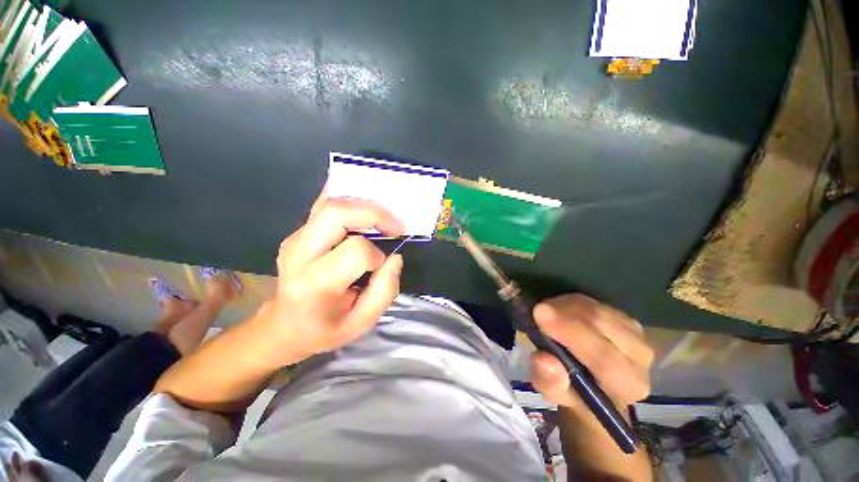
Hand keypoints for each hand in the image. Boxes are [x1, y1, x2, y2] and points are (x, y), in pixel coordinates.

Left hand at [253, 191, 405, 366]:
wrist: (283, 326)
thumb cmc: (324, 329)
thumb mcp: (362, 323)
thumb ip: (385, 290)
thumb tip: (394, 257)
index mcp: (316, 283)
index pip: (356, 251)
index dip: (377, 256)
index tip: (381, 266)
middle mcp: (300, 253)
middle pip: (337, 212)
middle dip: (375, 213)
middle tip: (396, 225)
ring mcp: (295, 238)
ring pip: (331, 202)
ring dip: (364, 204)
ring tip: (384, 219)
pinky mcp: (298, 232)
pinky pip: (324, 204)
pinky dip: (347, 197)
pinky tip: (363, 204)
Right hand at [529, 294, 652, 412]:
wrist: (595, 385)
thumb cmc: (573, 392)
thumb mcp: (553, 393)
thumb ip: (548, 382)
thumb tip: (544, 360)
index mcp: (626, 385)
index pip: (603, 356)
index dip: (570, 332)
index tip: (539, 313)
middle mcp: (640, 358)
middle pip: (601, 324)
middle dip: (564, 312)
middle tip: (537, 309)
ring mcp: (636, 334)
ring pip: (596, 309)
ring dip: (565, 306)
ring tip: (545, 312)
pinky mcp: (626, 318)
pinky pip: (595, 302)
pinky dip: (571, 302)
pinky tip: (558, 309)